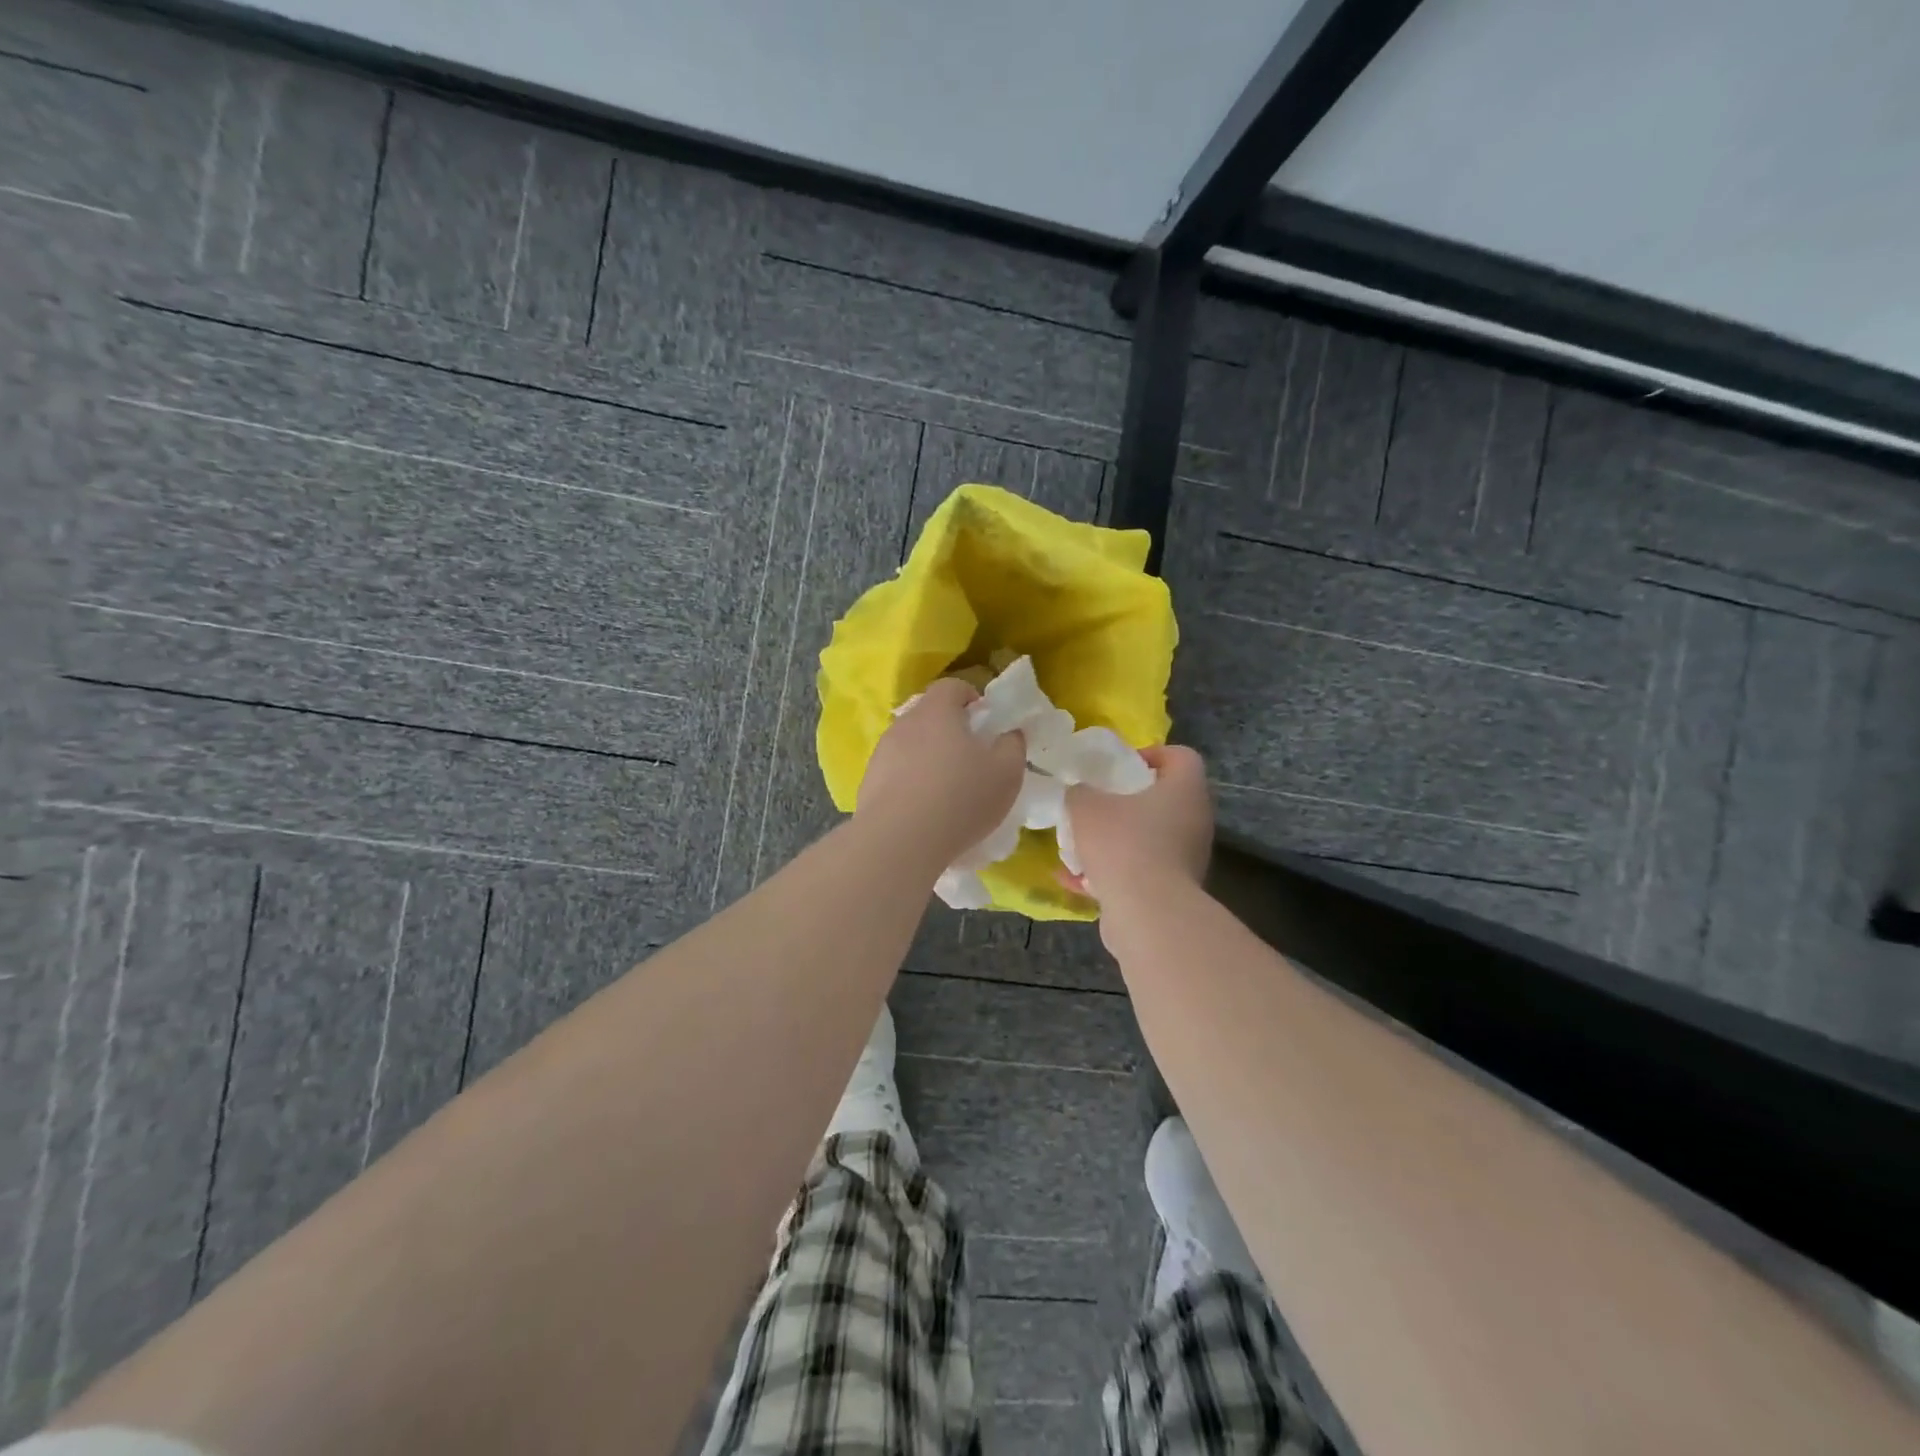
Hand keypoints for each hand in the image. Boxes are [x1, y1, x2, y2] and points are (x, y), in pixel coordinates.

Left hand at [856, 678, 1025, 865]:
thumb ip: (1013, 746)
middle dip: (950, 731)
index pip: (952, 687)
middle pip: (929, 716)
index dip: (971, 698)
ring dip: (928, 759)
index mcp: (937, 711)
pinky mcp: (868, 783)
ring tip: (946, 791)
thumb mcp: (1006, 773)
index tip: (985, 722)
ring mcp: (881, 753)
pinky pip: (896, 774)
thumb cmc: (960, 798)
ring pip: (910, 746)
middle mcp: (904, 724)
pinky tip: (924, 812)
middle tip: (971, 759)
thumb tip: (1009, 734)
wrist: (899, 841)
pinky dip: (911, 784)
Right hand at [1063, 745, 1212, 907]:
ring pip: (1149, 838)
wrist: (1147, 914)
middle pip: (1163, 799)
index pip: (1182, 757)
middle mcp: (1194, 821)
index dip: (1152, 754)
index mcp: (1185, 790)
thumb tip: (1078, 793)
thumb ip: (1079, 792)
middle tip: (1095, 802)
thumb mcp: (1086, 806)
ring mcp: (1186, 859)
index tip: (1120, 765)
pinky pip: (1138, 872)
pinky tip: (1073, 879)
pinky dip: (1109, 873)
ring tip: (1078, 843)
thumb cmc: (1123, 844)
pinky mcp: (1172, 891)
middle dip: (1126, 801)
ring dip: (1115, 839)